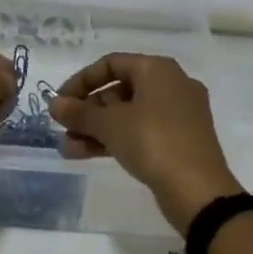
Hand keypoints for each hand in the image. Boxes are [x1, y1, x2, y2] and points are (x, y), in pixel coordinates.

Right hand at [49, 54, 242, 233]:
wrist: (198, 190)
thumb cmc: (153, 142)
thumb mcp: (110, 125)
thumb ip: (79, 113)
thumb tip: (54, 104)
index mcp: (158, 70)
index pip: (111, 64)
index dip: (81, 80)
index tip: (60, 102)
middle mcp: (171, 85)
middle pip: (119, 90)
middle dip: (87, 111)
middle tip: (64, 129)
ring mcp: (178, 114)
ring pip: (128, 115)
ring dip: (96, 129)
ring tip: (68, 149)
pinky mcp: (179, 140)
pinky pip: (140, 132)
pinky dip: (115, 139)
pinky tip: (86, 155)